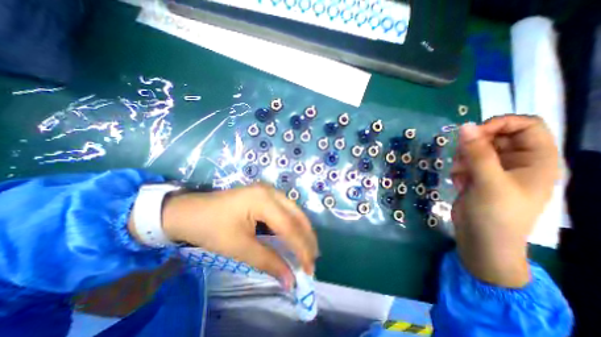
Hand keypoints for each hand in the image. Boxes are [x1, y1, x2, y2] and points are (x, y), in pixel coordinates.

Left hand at [136, 182, 318, 290]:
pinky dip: (291, 225)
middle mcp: (271, 191)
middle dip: (307, 237)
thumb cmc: (210, 228)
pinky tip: (292, 236)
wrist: (187, 211)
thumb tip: (290, 280)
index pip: (290, 227)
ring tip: (306, 249)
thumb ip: (267, 261)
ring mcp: (268, 191)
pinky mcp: (264, 195)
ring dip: (301, 230)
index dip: (302, 249)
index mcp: (264, 200)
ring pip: (293, 211)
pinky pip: (284, 210)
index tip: (309, 270)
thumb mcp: (239, 247)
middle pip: (297, 215)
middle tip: (313, 259)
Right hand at [451, 116, 558, 286]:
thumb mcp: (488, 182)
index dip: (499, 124)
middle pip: (495, 136)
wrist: (481, 241)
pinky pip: (465, 162)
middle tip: (461, 159)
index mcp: (536, 159)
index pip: (525, 125)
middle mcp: (518, 161)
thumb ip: (477, 153)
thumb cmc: (495, 214)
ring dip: (462, 159)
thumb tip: (464, 126)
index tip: (471, 134)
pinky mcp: (478, 177)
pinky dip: (459, 170)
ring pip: (475, 149)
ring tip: (460, 175)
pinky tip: (459, 184)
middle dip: (473, 146)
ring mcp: (496, 170)